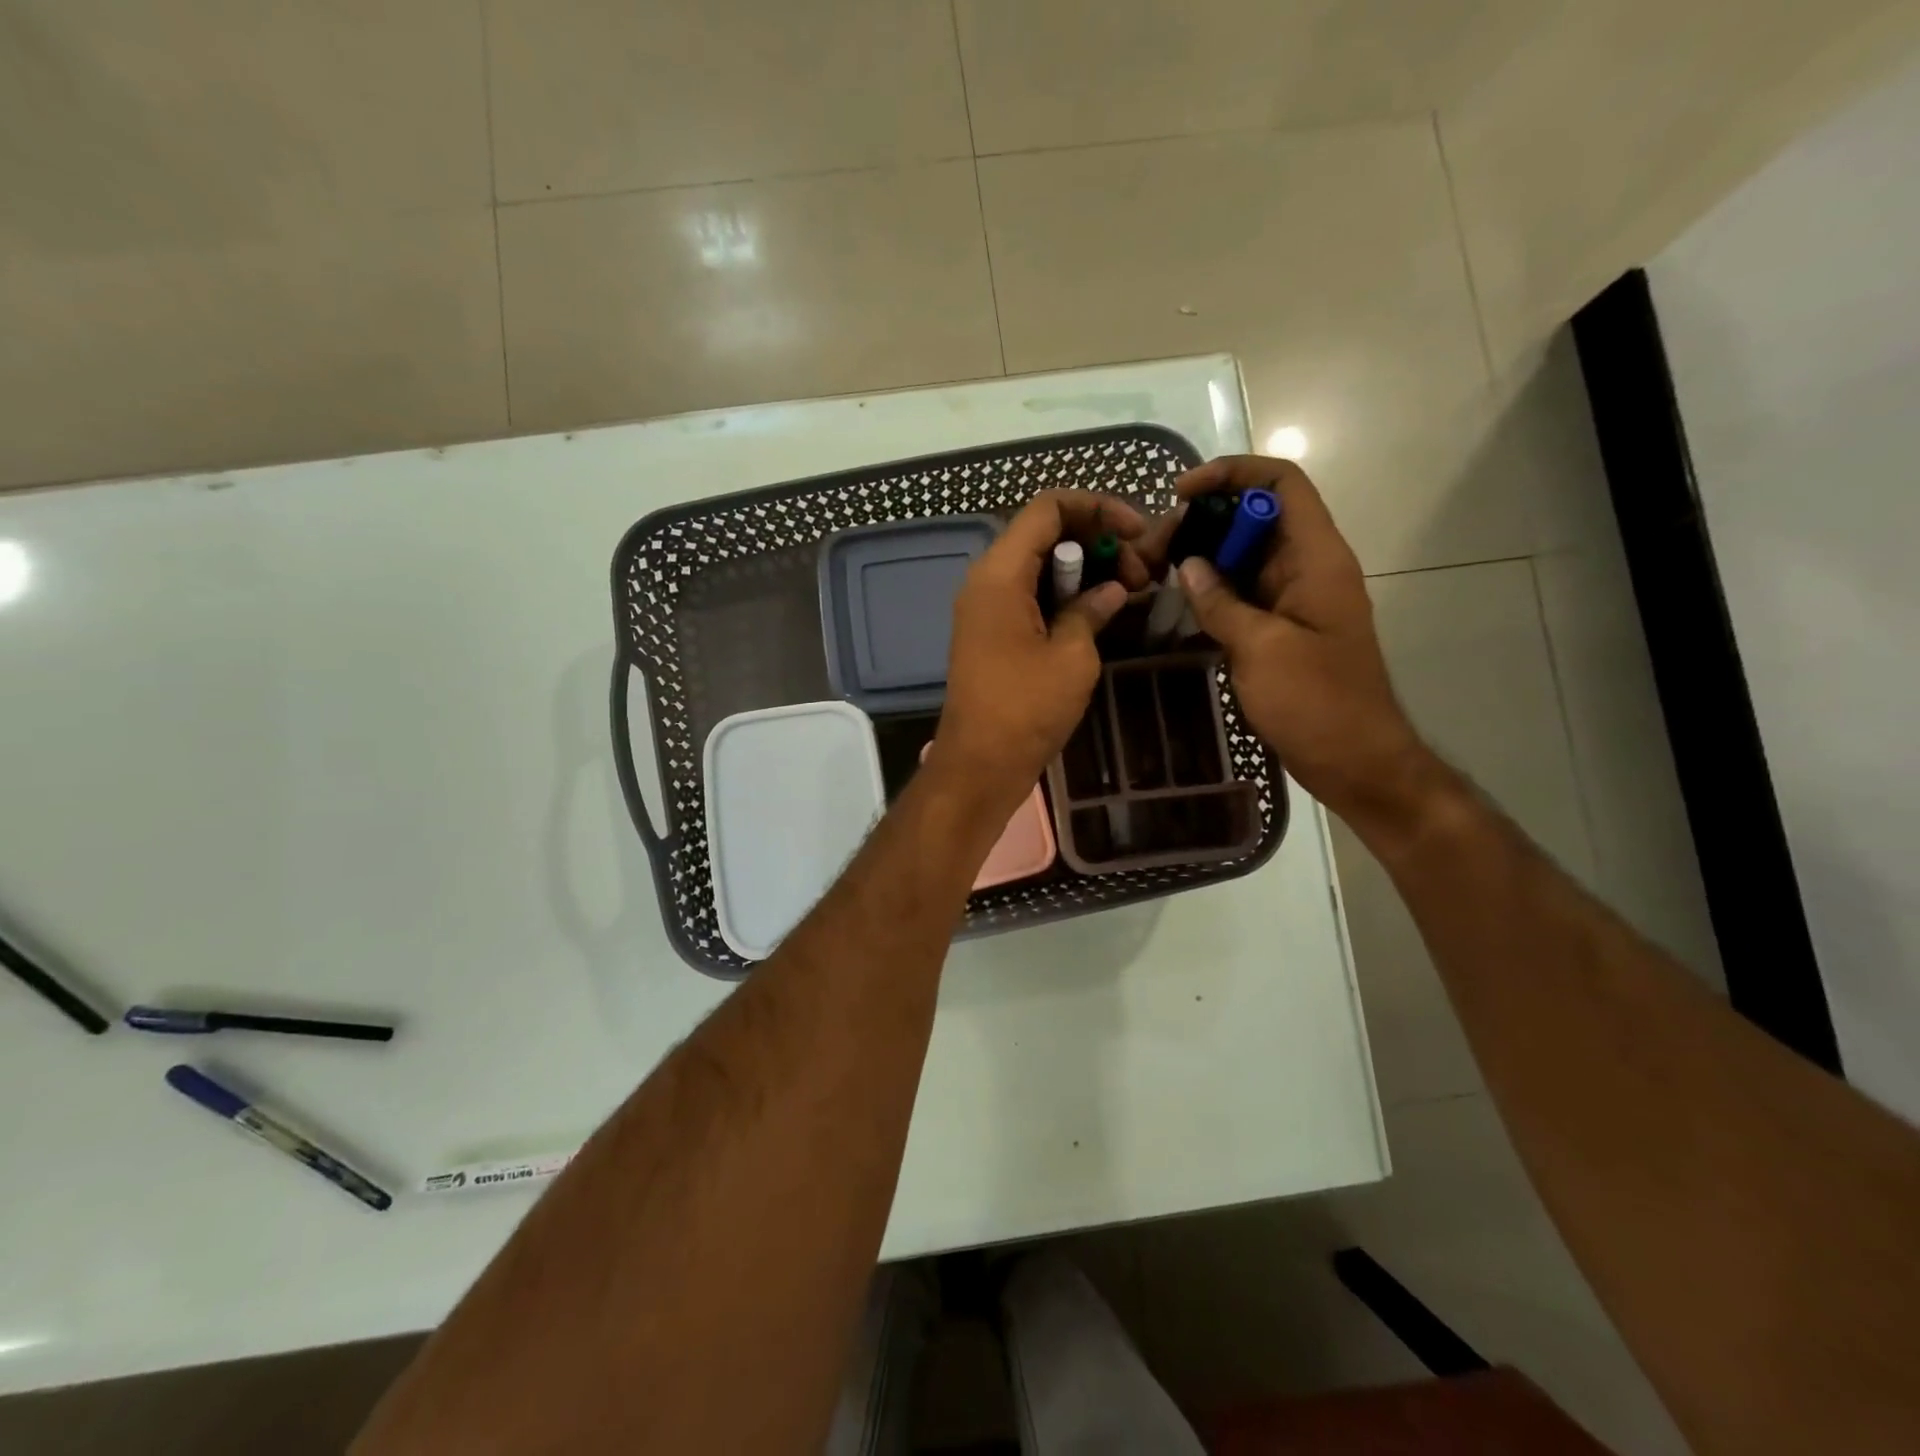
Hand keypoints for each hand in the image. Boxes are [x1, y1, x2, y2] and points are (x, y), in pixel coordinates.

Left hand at [929, 490, 1148, 811]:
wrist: (979, 765)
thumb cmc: (1026, 710)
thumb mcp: (1072, 656)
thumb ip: (1092, 610)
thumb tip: (1111, 590)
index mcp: (1000, 574)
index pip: (1048, 508)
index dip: (1098, 509)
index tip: (1138, 533)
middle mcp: (986, 580)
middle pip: (1044, 534)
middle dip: (1098, 542)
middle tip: (1141, 574)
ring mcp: (986, 608)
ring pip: (1040, 566)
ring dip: (1084, 570)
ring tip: (1130, 592)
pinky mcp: (992, 633)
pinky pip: (1030, 595)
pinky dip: (1065, 595)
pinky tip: (1100, 612)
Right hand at [1167, 457, 1435, 824]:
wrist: (1354, 760)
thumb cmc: (1317, 702)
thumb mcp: (1262, 649)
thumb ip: (1221, 602)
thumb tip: (1188, 565)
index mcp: (1316, 558)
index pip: (1280, 483)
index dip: (1232, 474)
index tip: (1182, 494)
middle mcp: (1307, 567)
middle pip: (1254, 517)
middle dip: (1202, 522)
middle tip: (1153, 550)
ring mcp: (1293, 599)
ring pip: (1244, 556)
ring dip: (1201, 557)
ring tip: (1153, 573)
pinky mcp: (1280, 628)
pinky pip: (1242, 593)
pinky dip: (1210, 591)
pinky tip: (1175, 604)